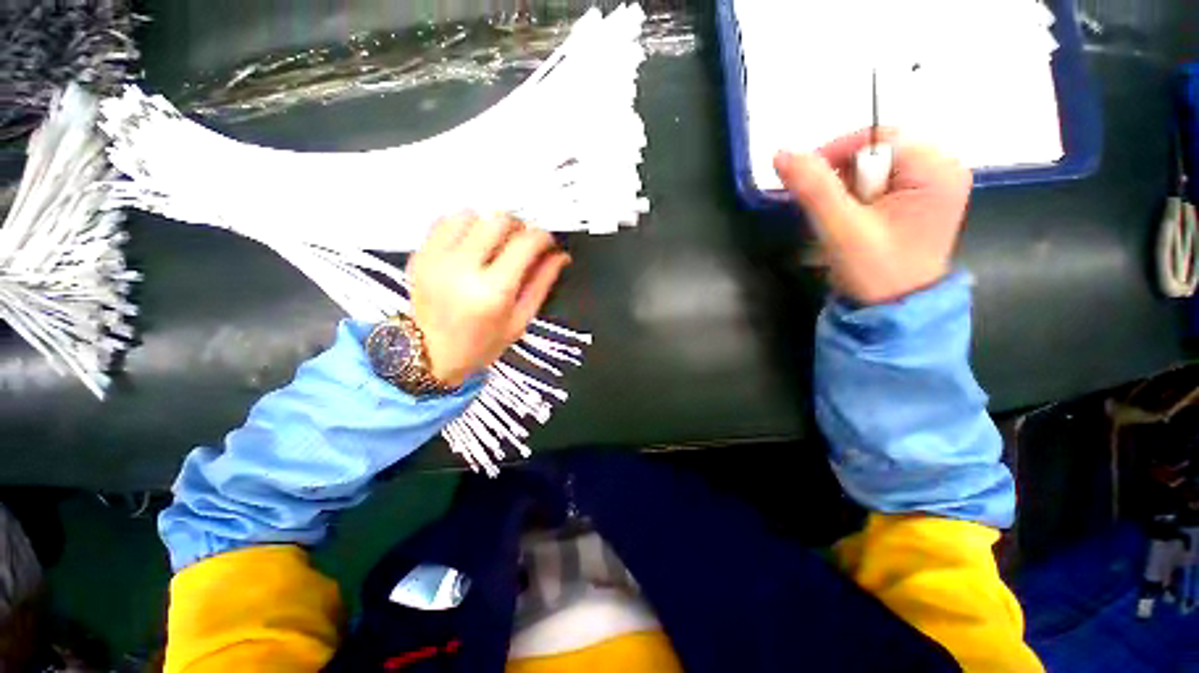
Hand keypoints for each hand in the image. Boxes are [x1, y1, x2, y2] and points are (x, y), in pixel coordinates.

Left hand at [406, 212, 570, 386]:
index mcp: (493, 292)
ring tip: (495, 245)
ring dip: (490, 225)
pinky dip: (464, 226)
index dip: (543, 237)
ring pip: (472, 214)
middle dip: (519, 227)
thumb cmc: (482, 344)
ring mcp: (436, 259)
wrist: (431, 354)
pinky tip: (471, 244)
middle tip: (522, 244)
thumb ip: (542, 283)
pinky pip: (445, 220)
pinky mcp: (420, 254)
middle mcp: (462, 269)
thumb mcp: (520, 320)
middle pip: (499, 220)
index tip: (547, 243)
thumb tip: (560, 256)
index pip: (526, 243)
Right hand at [774, 129, 972, 305]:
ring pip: (876, 168)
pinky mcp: (921, 201)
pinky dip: (859, 199)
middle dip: (844, 180)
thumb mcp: (841, 228)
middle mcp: (943, 169)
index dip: (837, 155)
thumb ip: (813, 188)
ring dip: (848, 192)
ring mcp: (934, 185)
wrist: (894, 311)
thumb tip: (781, 153)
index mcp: (936, 169)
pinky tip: (855, 223)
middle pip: (878, 151)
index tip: (809, 186)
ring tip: (844, 223)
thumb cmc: (875, 271)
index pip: (877, 137)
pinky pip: (881, 183)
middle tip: (832, 215)